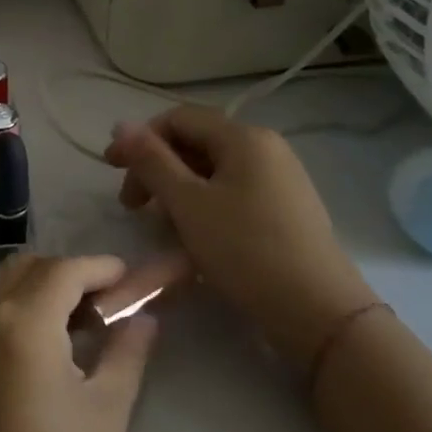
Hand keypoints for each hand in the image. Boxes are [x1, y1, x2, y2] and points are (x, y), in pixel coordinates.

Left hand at [0, 254, 174, 431]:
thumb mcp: (106, 412)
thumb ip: (125, 352)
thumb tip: (143, 319)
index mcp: (21, 321)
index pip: (63, 270)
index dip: (99, 268)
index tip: (127, 279)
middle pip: (26, 268)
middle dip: (66, 275)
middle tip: (102, 307)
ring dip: (32, 288)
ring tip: (68, 326)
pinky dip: (5, 307)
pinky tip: (31, 345)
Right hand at [104, 106, 375, 369]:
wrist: (319, 313)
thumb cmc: (245, 250)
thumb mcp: (187, 202)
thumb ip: (150, 160)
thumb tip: (121, 125)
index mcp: (244, 137)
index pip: (177, 119)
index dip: (138, 139)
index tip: (111, 170)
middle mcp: (265, 148)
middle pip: (194, 143)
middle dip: (155, 169)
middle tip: (132, 206)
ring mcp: (279, 179)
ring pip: (211, 171)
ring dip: (175, 190)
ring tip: (160, 225)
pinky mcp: (285, 209)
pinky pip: (231, 192)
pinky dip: (202, 205)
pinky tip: (192, 235)